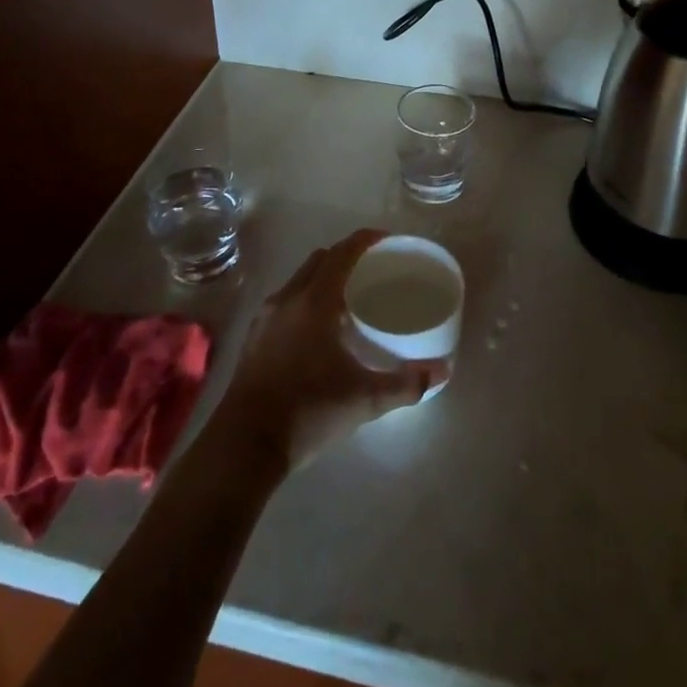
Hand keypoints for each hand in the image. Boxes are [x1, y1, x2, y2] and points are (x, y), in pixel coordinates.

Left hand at [208, 229, 447, 472]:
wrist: (244, 445)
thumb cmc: (307, 412)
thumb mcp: (363, 400)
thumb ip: (404, 384)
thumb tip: (442, 372)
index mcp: (315, 301)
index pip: (343, 252)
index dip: (367, 240)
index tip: (389, 241)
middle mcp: (288, 298)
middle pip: (320, 259)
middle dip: (346, 256)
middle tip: (373, 270)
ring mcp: (267, 316)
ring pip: (300, 279)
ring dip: (324, 277)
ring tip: (350, 298)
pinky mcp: (255, 336)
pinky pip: (287, 300)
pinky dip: (307, 298)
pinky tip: (320, 329)